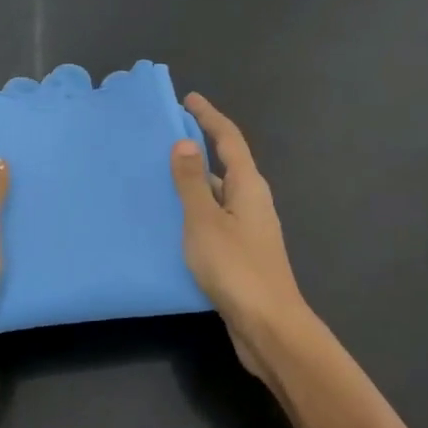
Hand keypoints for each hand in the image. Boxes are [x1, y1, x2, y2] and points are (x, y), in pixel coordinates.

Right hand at [169, 94, 309, 378]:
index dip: (209, 117)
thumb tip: (185, 143)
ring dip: (194, 182)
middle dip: (199, 147)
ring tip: (159, 175)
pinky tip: (172, 221)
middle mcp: (252, 202)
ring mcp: (248, 229)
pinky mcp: (241, 254)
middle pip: (225, 164)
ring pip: (218, 195)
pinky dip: (195, 211)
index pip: (229, 140)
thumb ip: (192, 183)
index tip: (189, 99)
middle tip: (165, 136)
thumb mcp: (205, 221)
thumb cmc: (236, 268)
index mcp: (248, 186)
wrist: (268, 327)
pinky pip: (214, 219)